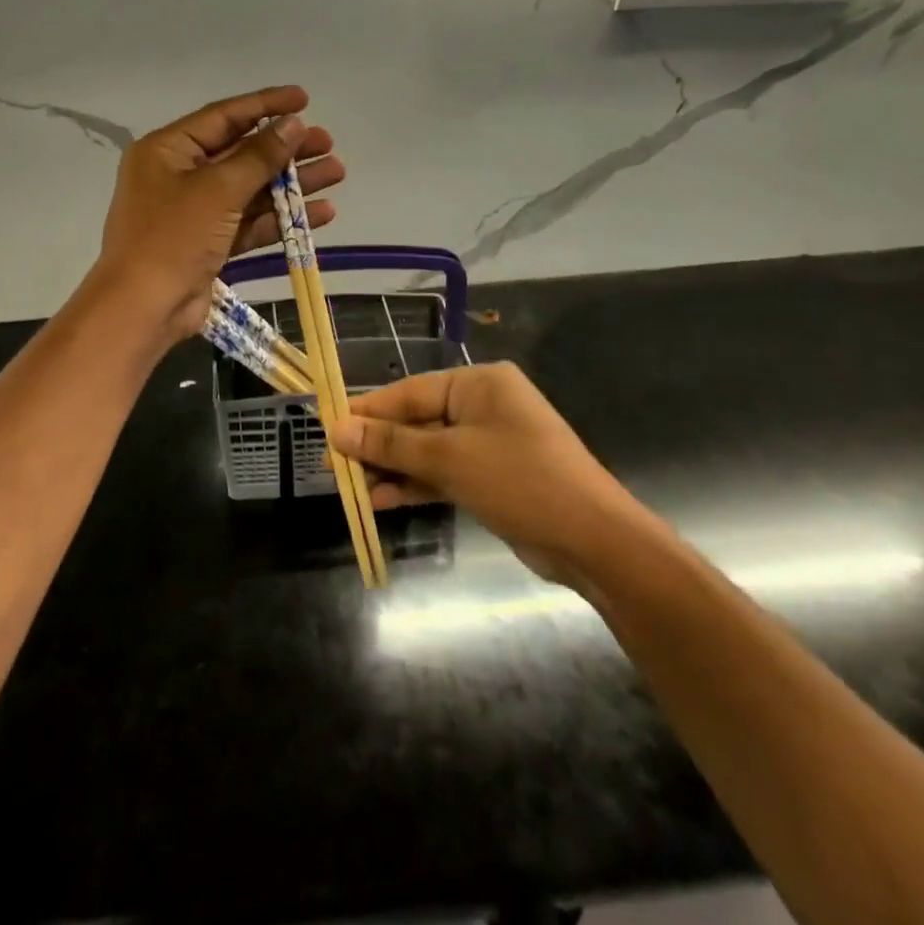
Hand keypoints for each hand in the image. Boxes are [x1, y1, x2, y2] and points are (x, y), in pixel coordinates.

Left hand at [94, 85, 344, 342]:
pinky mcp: (210, 244)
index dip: (265, 105)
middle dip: (286, 150)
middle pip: (241, 153)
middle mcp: (179, 175)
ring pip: (251, 189)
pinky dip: (281, 218)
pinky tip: (322, 213)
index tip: (304, 99)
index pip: (224, 116)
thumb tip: (293, 124)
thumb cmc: (174, 236)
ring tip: (336, 173)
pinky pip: (250, 222)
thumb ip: (259, 155)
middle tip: (327, 143)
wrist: (144, 308)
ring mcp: (195, 213)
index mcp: (168, 150)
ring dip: (292, 183)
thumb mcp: (218, 189)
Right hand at [329, 362, 646, 584]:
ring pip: (428, 450)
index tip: (330, 425)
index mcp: (479, 384)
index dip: (368, 410)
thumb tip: (338, 428)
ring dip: (394, 468)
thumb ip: (392, 443)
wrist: (593, 541)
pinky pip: (444, 473)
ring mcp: (489, 443)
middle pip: (417, 420)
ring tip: (352, 487)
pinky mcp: (492, 477)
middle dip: (379, 444)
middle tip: (335, 462)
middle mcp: (483, 406)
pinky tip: (382, 500)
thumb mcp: (450, 458)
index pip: (410, 391)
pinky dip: (416, 485)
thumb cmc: (520, 480)